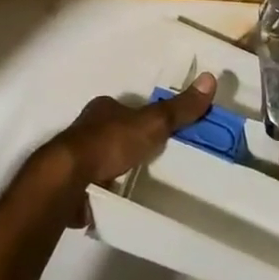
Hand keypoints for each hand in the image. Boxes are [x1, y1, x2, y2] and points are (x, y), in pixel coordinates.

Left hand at [44, 74, 216, 190]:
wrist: (67, 179)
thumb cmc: (109, 143)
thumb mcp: (152, 123)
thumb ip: (179, 108)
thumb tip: (211, 78)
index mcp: (103, 108)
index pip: (127, 109)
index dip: (142, 118)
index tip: (159, 133)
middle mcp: (85, 127)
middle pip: (112, 132)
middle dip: (128, 144)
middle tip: (152, 160)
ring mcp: (74, 156)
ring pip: (99, 158)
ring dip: (114, 168)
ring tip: (137, 183)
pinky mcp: (68, 184)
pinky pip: (89, 185)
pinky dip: (101, 191)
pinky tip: (114, 201)